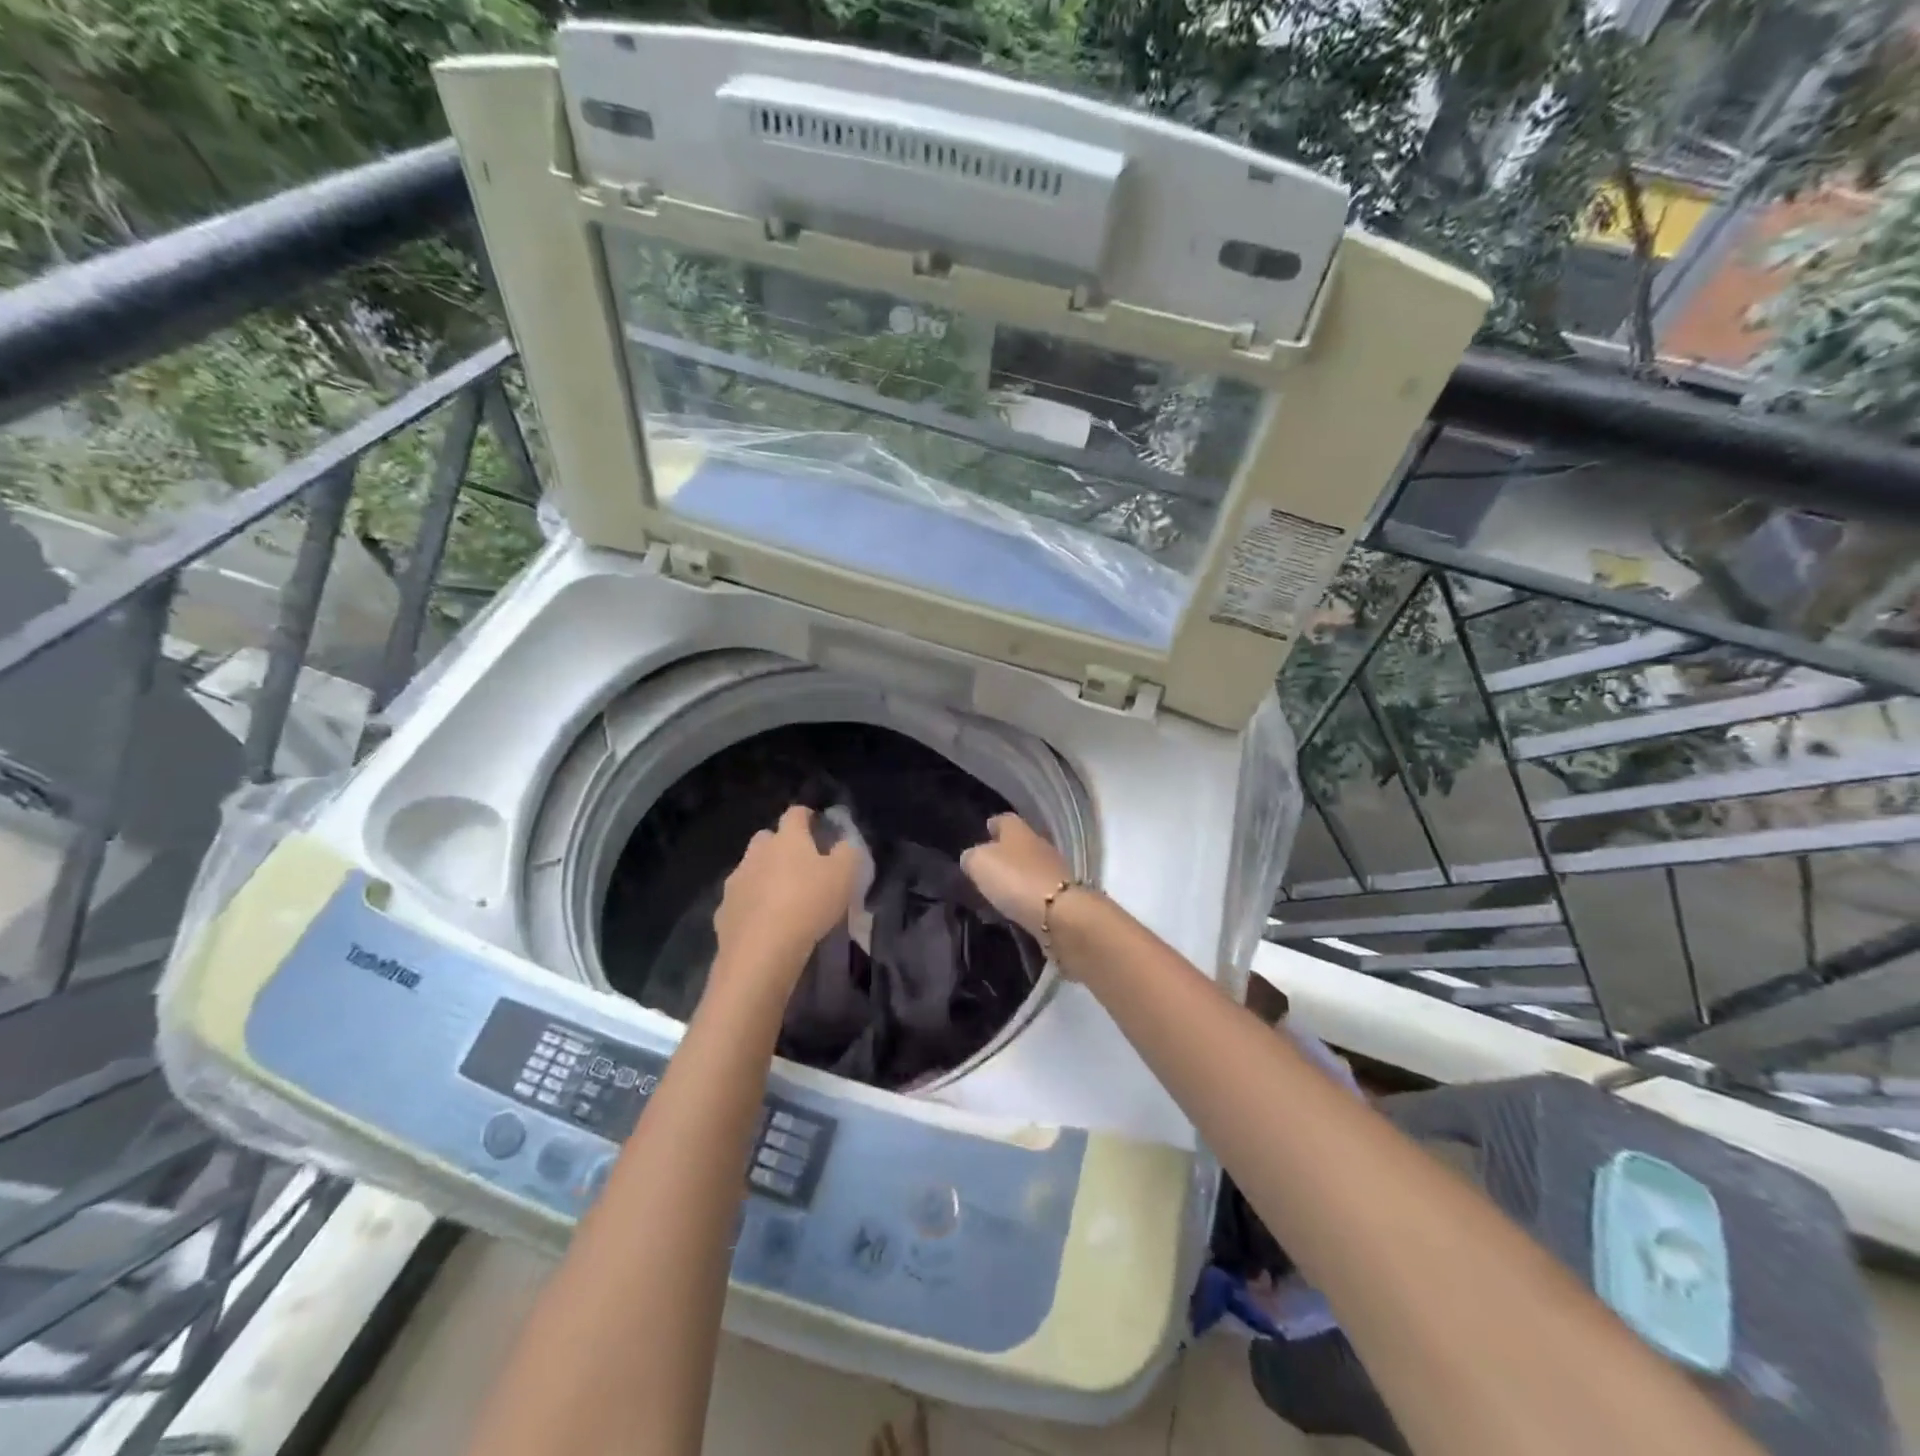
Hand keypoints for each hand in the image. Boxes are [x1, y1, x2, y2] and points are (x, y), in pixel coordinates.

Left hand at [711, 806, 863, 997]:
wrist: (761, 952)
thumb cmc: (808, 904)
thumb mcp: (845, 875)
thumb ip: (848, 852)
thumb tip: (844, 844)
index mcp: (787, 839)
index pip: (795, 813)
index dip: (808, 816)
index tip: (818, 826)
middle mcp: (756, 853)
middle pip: (766, 838)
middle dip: (780, 846)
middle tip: (800, 865)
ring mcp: (735, 882)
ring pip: (749, 869)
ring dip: (763, 876)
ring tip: (781, 898)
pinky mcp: (722, 912)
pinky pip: (739, 901)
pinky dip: (750, 906)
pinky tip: (763, 923)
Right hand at [959, 814, 1075, 937]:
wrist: (1060, 914)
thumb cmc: (1015, 879)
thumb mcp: (980, 863)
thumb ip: (972, 858)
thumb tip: (971, 858)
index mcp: (1019, 831)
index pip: (1004, 820)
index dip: (994, 825)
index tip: (985, 830)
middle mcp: (1039, 845)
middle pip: (1019, 844)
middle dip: (1004, 853)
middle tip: (986, 867)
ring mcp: (1054, 871)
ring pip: (1029, 868)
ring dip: (1015, 878)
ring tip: (996, 893)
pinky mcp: (1062, 897)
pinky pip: (1037, 893)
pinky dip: (1025, 898)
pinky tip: (1013, 909)